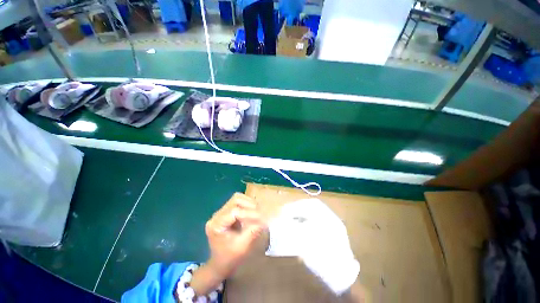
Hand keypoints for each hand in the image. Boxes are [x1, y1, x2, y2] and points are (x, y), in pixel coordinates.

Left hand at [190, 193, 265, 295]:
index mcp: (216, 225)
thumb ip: (253, 231)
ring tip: (258, 212)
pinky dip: (247, 204)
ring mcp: (221, 212)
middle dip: (250, 205)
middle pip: (235, 200)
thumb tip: (265, 220)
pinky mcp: (226, 212)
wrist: (220, 264)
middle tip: (261, 213)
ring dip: (249, 203)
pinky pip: (238, 202)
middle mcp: (216, 215)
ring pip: (237, 198)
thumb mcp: (242, 246)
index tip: (262, 218)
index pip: (234, 211)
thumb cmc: (230, 258)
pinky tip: (253, 211)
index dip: (249, 213)